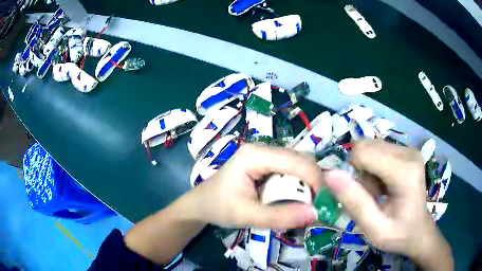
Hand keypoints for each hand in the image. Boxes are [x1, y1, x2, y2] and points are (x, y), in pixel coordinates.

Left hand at [191, 144, 322, 228]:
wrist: (201, 204)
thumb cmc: (218, 207)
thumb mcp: (247, 215)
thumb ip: (279, 216)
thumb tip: (314, 214)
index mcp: (255, 155)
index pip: (296, 161)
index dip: (315, 180)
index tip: (322, 203)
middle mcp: (262, 149)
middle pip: (300, 160)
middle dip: (313, 182)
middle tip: (317, 205)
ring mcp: (264, 155)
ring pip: (298, 164)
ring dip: (307, 184)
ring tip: (309, 204)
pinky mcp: (266, 164)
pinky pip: (290, 171)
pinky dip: (298, 185)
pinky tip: (297, 199)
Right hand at [324, 140, 452, 269]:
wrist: (419, 231)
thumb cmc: (398, 234)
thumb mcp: (374, 228)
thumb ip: (354, 202)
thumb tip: (329, 174)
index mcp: (405, 171)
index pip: (364, 153)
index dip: (351, 172)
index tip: (356, 194)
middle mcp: (408, 152)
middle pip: (366, 147)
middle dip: (359, 171)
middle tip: (368, 195)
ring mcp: (408, 149)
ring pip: (371, 147)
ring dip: (366, 170)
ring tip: (376, 192)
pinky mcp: (406, 151)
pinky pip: (378, 150)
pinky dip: (373, 167)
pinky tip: (382, 185)